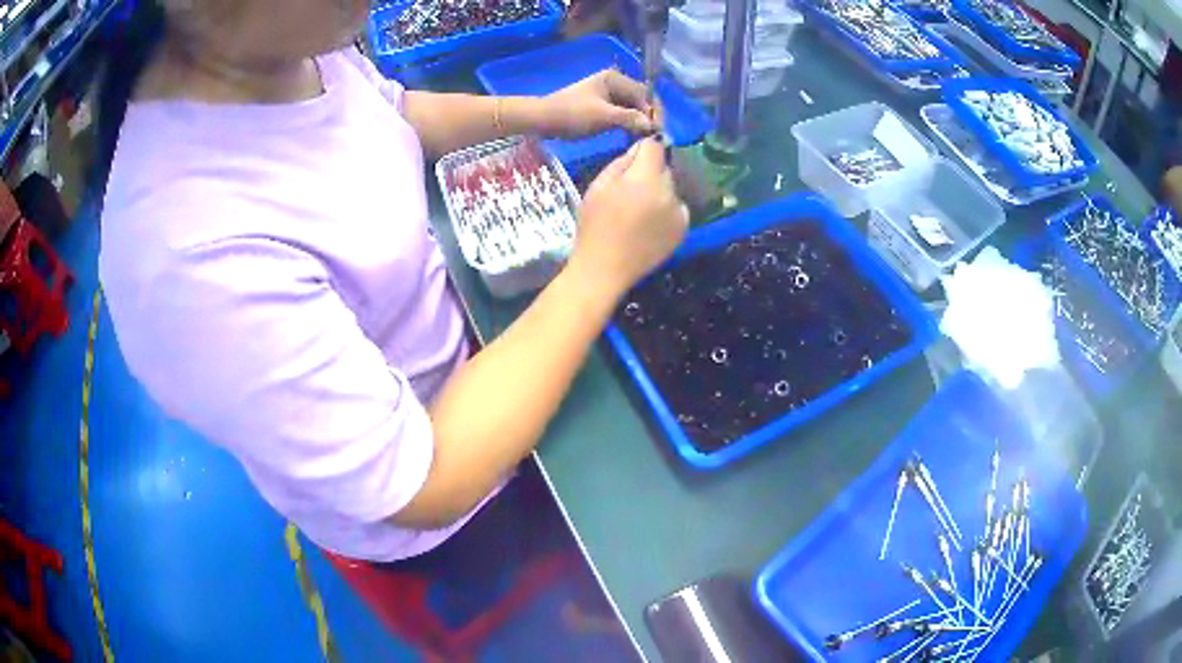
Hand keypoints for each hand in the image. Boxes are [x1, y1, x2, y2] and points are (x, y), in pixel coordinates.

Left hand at [538, 70, 659, 137]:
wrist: (542, 120)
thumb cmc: (571, 114)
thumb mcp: (602, 116)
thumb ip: (629, 118)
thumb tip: (653, 126)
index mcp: (615, 78)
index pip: (645, 93)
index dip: (654, 111)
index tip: (659, 130)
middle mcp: (615, 83)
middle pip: (641, 100)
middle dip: (648, 117)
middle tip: (654, 137)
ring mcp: (608, 94)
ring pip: (633, 108)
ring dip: (639, 122)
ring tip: (644, 138)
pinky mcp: (603, 106)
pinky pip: (623, 114)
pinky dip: (629, 124)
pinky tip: (632, 136)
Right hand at [569, 138, 688, 293]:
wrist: (605, 269)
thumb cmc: (595, 226)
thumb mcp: (598, 187)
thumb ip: (621, 163)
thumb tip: (639, 150)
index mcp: (646, 179)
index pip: (654, 147)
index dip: (642, 149)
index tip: (632, 160)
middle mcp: (669, 192)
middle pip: (664, 168)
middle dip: (650, 172)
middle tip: (630, 190)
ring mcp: (680, 212)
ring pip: (671, 188)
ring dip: (659, 192)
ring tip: (639, 211)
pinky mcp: (684, 229)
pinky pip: (677, 207)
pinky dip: (667, 210)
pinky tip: (649, 224)